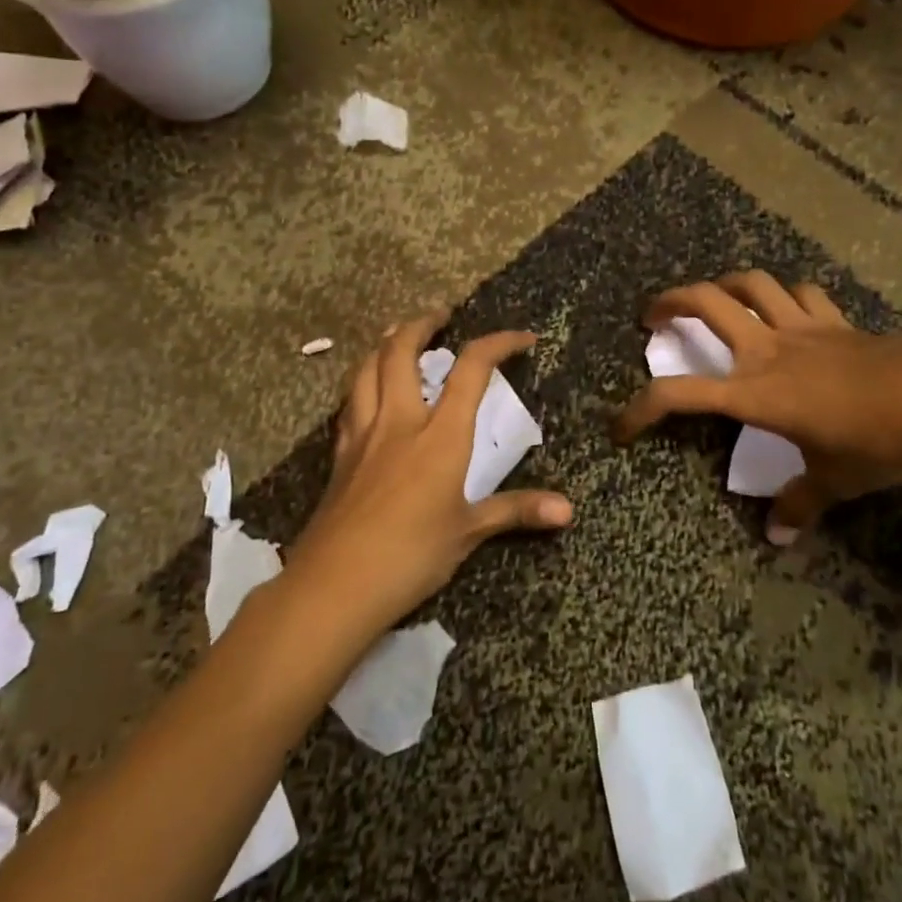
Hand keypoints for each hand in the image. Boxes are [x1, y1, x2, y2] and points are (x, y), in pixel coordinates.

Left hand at [286, 310, 572, 636]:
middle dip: (421, 325)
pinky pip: (350, 403)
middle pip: (400, 352)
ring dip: (384, 345)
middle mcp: (399, 422)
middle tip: (439, 316)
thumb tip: (568, 510)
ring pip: (366, 370)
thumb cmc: (410, 556)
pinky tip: (367, 392)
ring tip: (398, 336)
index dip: (498, 344)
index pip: (471, 370)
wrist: (334, 585)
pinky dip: (363, 383)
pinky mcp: (339, 456)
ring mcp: (363, 436)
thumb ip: (516, 512)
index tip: (522, 338)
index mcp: (440, 436)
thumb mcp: (469, 533)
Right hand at [613, 272, 901, 543]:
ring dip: (722, 285)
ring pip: (751, 284)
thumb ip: (800, 505)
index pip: (681, 395)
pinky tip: (784, 307)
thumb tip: (778, 538)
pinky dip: (784, 296)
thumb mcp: (836, 480)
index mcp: (756, 393)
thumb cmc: (881, 439)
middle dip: (670, 302)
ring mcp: (804, 328)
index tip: (621, 428)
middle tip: (652, 316)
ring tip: (712, 298)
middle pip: (707, 303)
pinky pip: (800, 294)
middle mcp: (769, 350)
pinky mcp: (836, 321)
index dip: (641, 409)